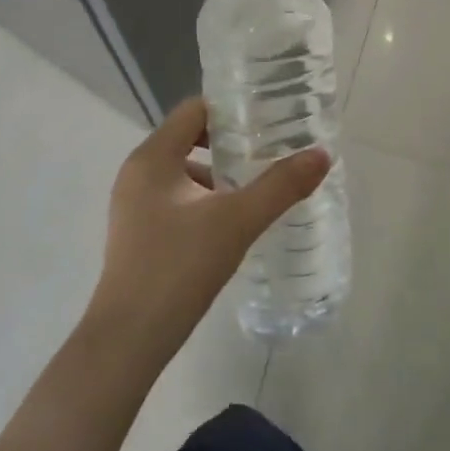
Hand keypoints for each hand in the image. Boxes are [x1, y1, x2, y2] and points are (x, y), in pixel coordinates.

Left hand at [85, 96, 330, 362]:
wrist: (128, 341)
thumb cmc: (178, 268)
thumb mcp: (237, 221)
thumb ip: (280, 186)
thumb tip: (322, 155)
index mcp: (152, 158)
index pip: (194, 111)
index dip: (232, 109)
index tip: (269, 119)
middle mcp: (137, 173)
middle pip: (190, 139)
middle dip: (231, 145)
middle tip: (272, 153)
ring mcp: (133, 206)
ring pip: (185, 174)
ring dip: (220, 177)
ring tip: (259, 192)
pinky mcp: (138, 235)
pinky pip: (177, 200)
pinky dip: (206, 203)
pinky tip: (233, 227)